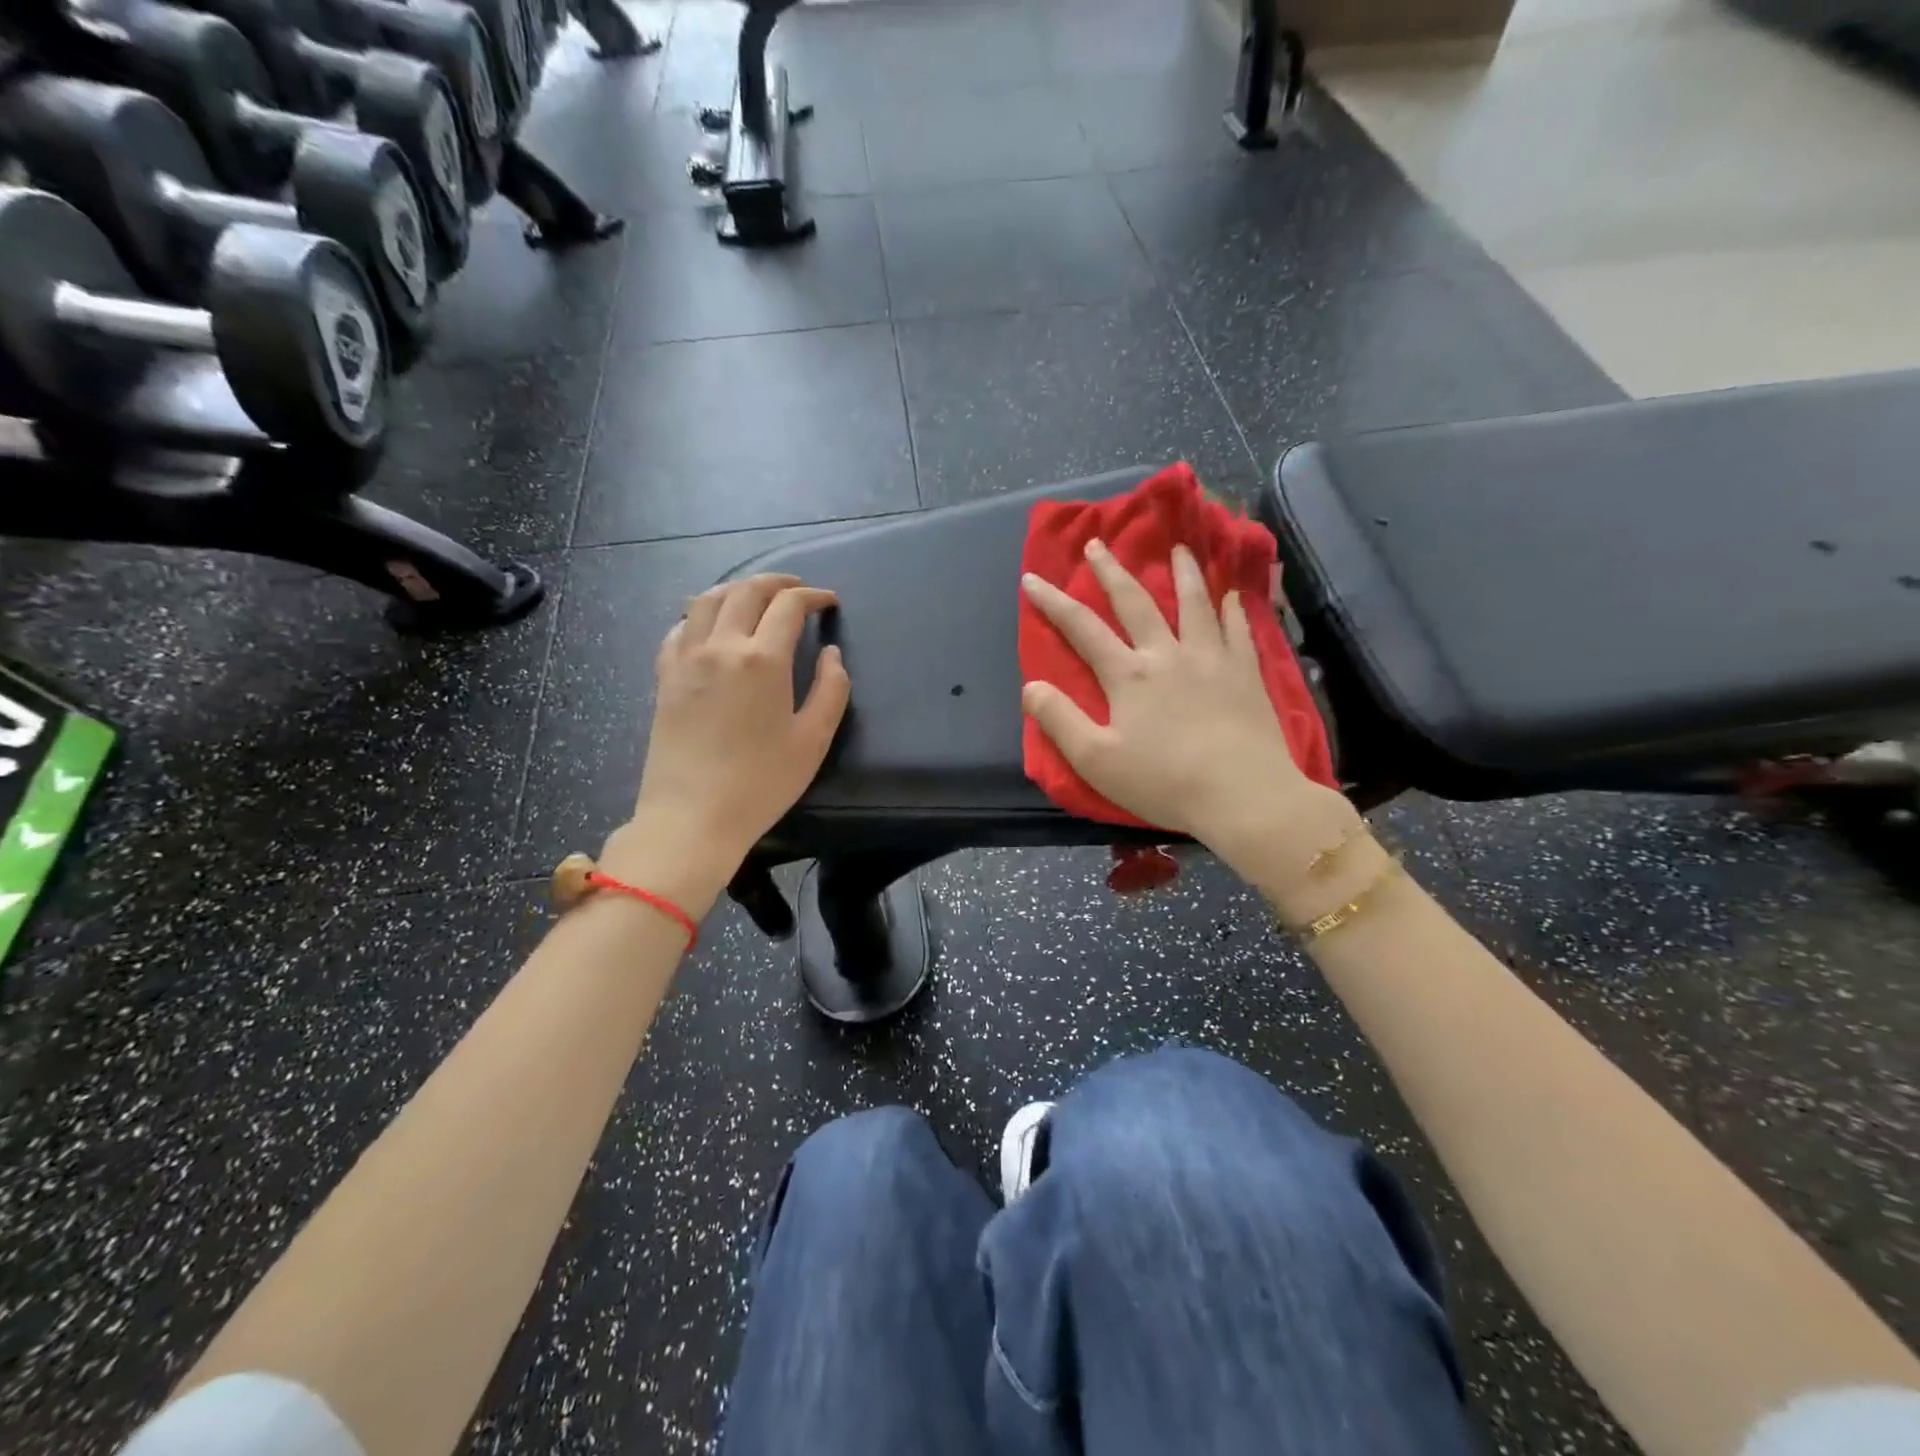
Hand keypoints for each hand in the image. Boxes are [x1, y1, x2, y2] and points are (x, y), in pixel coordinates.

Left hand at [621, 574, 849, 894]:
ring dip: (736, 589)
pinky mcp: (664, 677)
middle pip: (746, 591)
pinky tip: (709, 625)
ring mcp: (686, 659)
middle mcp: (720, 646)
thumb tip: (831, 654)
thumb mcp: (813, 740)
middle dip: (777, 582)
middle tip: (797, 590)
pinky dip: (699, 614)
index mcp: (762, 659)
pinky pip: (679, 628)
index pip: (788, 606)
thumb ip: (831, 689)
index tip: (829, 602)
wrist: (692, 816)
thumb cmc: (761, 783)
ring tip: (755, 596)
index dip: (813, 596)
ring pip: (706, 599)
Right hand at [1021, 541, 1340, 870]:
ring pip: (1194, 604)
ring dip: (1183, 573)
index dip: (1053, 602)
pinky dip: (1232, 609)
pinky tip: (1232, 596)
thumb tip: (1030, 686)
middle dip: (1111, 571)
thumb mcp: (1096, 760)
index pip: (1082, 628)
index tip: (1032, 577)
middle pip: (1136, 602)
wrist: (1242, 795)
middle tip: (1098, 544)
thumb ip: (1059, 720)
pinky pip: (1238, 630)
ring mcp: (1211, 659)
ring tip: (1178, 549)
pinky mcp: (1246, 673)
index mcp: (1128, 675)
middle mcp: (1167, 654)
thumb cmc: (1163, 781)